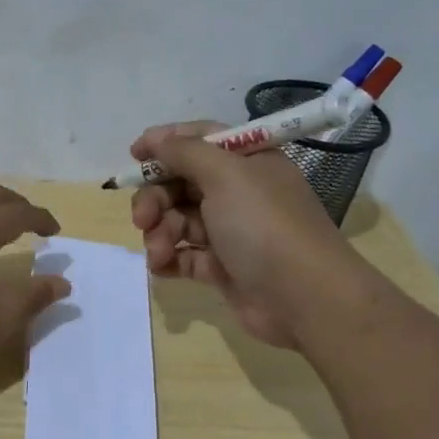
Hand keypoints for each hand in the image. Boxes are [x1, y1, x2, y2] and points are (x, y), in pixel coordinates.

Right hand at [129, 122, 359, 347]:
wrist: (304, 298)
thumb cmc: (264, 225)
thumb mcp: (226, 175)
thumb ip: (185, 152)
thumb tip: (156, 139)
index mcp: (247, 162)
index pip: (200, 139)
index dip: (166, 143)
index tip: (134, 155)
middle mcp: (239, 192)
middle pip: (181, 182)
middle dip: (155, 198)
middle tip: (142, 218)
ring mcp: (230, 231)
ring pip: (177, 220)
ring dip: (160, 233)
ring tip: (159, 251)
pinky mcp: (222, 267)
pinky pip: (184, 255)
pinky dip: (168, 258)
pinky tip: (161, 267)